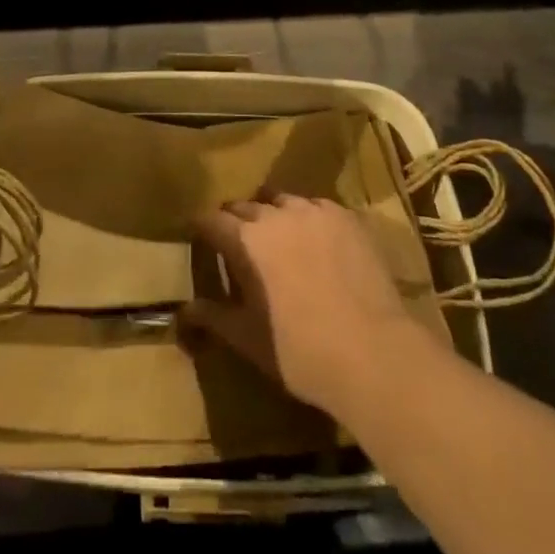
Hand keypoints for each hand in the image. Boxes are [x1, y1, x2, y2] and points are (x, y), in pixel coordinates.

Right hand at [180, 195, 420, 414]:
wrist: (372, 352)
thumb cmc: (299, 352)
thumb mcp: (247, 339)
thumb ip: (213, 316)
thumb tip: (182, 309)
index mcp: (245, 240)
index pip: (212, 220)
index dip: (203, 228)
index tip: (200, 236)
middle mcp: (275, 214)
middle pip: (245, 206)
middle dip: (236, 220)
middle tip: (238, 243)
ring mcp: (313, 210)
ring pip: (282, 201)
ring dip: (273, 215)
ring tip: (278, 237)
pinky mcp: (345, 216)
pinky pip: (317, 207)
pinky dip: (308, 220)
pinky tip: (316, 242)